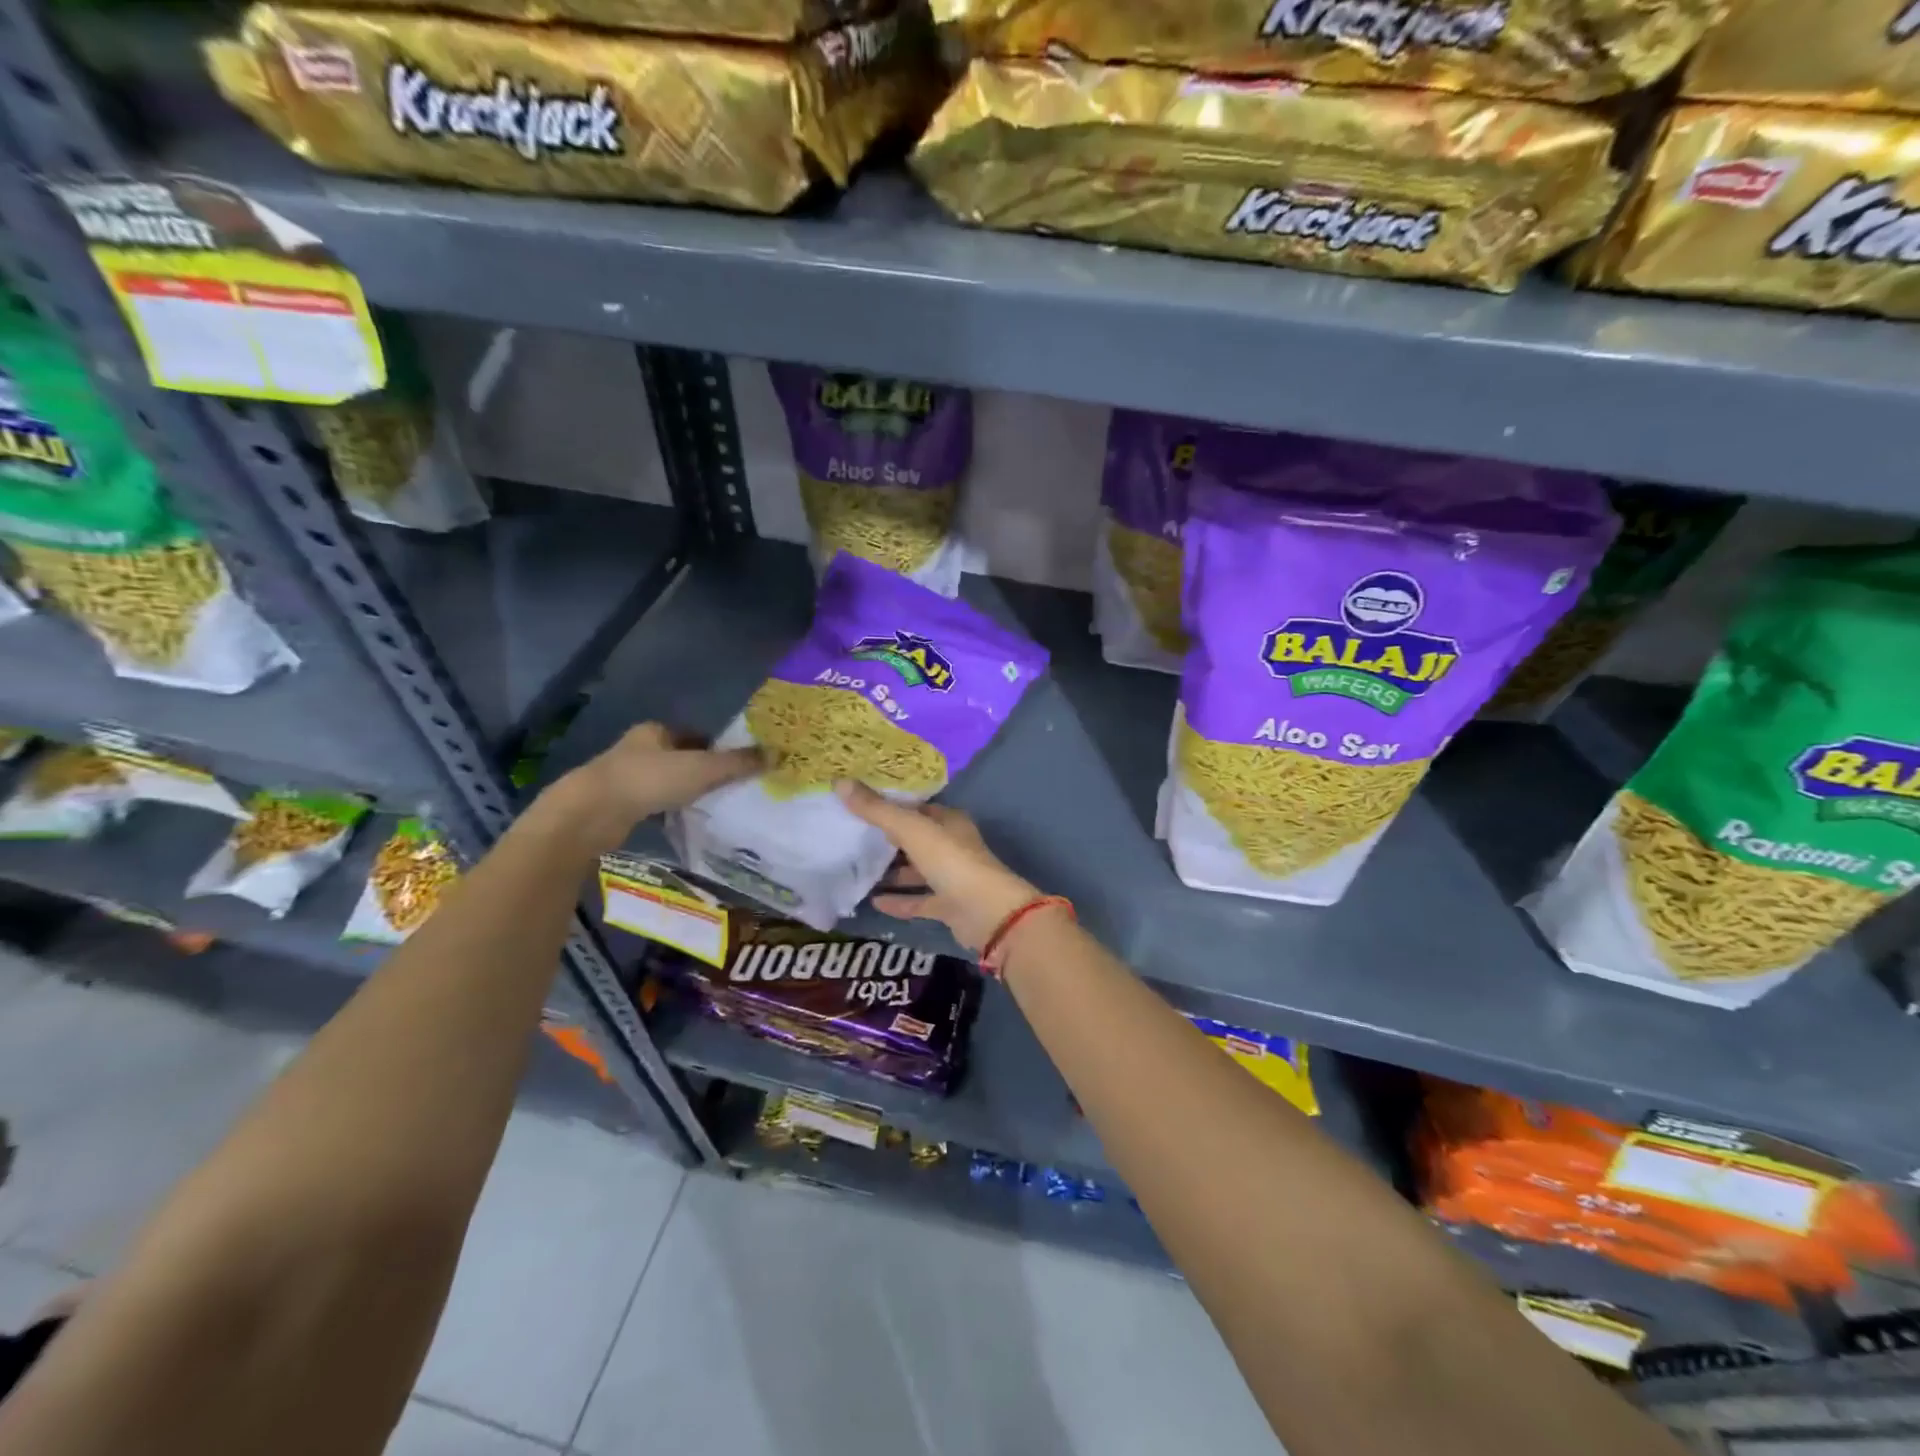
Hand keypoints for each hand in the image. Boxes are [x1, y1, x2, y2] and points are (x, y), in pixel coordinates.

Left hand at [555, 723, 760, 848]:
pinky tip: (681, 821)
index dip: (715, 747)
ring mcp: (623, 777)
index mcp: (655, 731)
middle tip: (728, 787)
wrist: (591, 813)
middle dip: (700, 769)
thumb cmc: (648, 780)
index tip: (735, 764)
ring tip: (709, 806)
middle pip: (678, 757)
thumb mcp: (702, 769)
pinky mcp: (615, 805)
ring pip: (663, 781)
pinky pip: (650, 804)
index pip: (693, 735)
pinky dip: (666, 810)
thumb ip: (738, 763)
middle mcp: (637, 749)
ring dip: (682, 791)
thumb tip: (776, 754)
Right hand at [835, 780, 1040, 951]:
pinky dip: (898, 900)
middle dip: (887, 839)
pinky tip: (873, 902)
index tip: (858, 804)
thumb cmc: (951, 861)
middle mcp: (951, 845)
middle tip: (851, 836)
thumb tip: (840, 781)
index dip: (890, 805)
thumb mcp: (911, 829)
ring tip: (857, 870)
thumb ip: (876, 809)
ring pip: (916, 871)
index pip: (917, 808)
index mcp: (948, 821)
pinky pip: (918, 900)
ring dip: (892, 872)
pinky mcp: (948, 906)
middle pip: (915, 839)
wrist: (988, 913)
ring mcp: (951, 877)